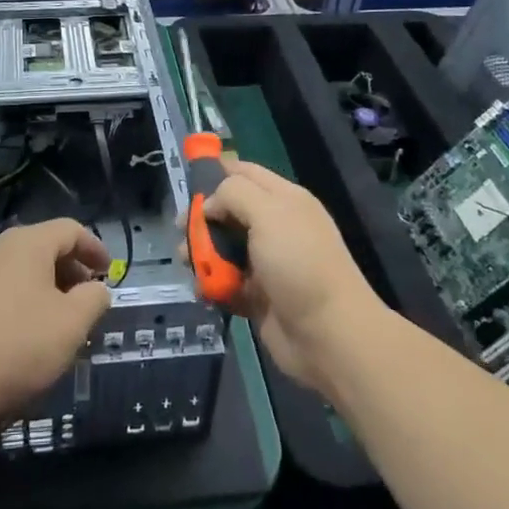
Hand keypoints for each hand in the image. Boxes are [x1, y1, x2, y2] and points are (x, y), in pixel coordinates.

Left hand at [0, 218, 112, 426]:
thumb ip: (94, 299)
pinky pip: (3, 283)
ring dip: (48, 285)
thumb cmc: (19, 346)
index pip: (71, 230)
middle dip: (72, 269)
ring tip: (60, 318)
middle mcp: (0, 245)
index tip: (109, 273)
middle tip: (87, 299)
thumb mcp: (72, 324)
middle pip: (45, 245)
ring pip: (23, 266)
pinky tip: (28, 329)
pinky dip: (24, 296)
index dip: (95, 248)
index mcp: (29, 242)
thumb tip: (96, 289)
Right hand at [204, 159, 386, 395]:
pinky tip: (202, 290)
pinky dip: (212, 284)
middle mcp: (275, 226)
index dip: (216, 172)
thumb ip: (234, 194)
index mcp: (284, 199)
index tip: (187, 183)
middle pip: (229, 211)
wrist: (329, 336)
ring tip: (187, 264)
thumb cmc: (299, 264)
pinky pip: (226, 281)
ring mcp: (267, 262)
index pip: (245, 173)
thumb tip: (209, 204)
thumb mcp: (269, 213)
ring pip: (224, 247)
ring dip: (202, 253)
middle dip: (202, 218)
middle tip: (179, 230)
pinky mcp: (258, 295)